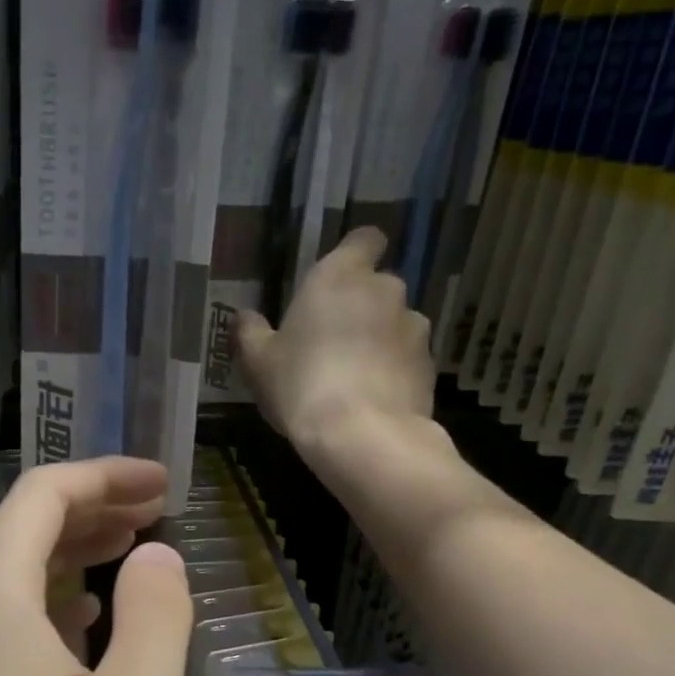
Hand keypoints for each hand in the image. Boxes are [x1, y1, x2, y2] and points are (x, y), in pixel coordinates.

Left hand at [0, 458, 192, 675]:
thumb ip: (155, 612)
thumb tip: (154, 554)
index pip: (41, 495)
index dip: (106, 475)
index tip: (164, 482)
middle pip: (18, 531)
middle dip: (91, 510)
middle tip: (156, 510)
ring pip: (4, 580)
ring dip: (68, 556)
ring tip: (127, 552)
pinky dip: (42, 604)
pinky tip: (79, 623)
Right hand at [235, 225, 437, 454]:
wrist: (362, 435)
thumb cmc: (301, 385)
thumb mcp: (258, 362)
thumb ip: (249, 332)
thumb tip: (244, 316)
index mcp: (340, 276)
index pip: (365, 239)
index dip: (355, 254)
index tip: (337, 280)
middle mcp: (385, 290)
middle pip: (376, 286)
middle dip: (360, 306)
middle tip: (331, 340)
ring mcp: (414, 327)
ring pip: (395, 323)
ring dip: (379, 339)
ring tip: (354, 376)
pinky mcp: (430, 365)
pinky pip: (407, 358)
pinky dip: (394, 370)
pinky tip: (372, 399)